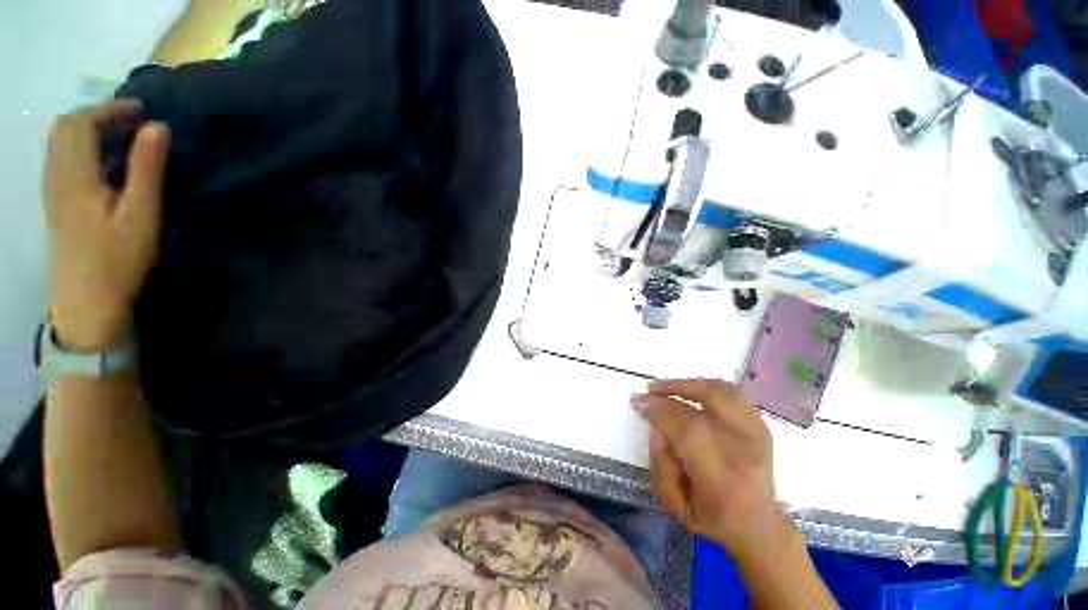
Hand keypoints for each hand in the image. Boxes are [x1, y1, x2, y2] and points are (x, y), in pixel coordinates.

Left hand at [44, 100, 170, 351]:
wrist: (87, 303)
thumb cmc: (118, 260)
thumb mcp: (141, 215)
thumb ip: (146, 169)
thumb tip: (157, 127)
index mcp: (75, 176)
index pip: (82, 122)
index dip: (110, 108)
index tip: (141, 110)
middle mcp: (56, 176)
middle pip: (66, 128)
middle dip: (98, 115)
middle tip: (132, 122)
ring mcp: (50, 191)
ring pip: (59, 142)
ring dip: (86, 129)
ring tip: (117, 137)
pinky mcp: (53, 204)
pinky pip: (58, 159)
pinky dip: (77, 147)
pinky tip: (97, 160)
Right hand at [632, 379, 795, 561]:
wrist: (758, 526)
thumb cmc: (711, 517)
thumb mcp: (674, 502)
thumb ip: (659, 462)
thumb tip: (655, 425)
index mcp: (722, 478)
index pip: (689, 430)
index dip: (660, 410)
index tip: (638, 402)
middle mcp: (745, 451)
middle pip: (708, 402)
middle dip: (673, 389)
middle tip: (651, 389)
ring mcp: (758, 435)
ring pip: (724, 391)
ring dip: (691, 384)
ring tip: (669, 387)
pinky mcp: (762, 427)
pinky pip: (734, 393)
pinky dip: (709, 386)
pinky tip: (692, 391)